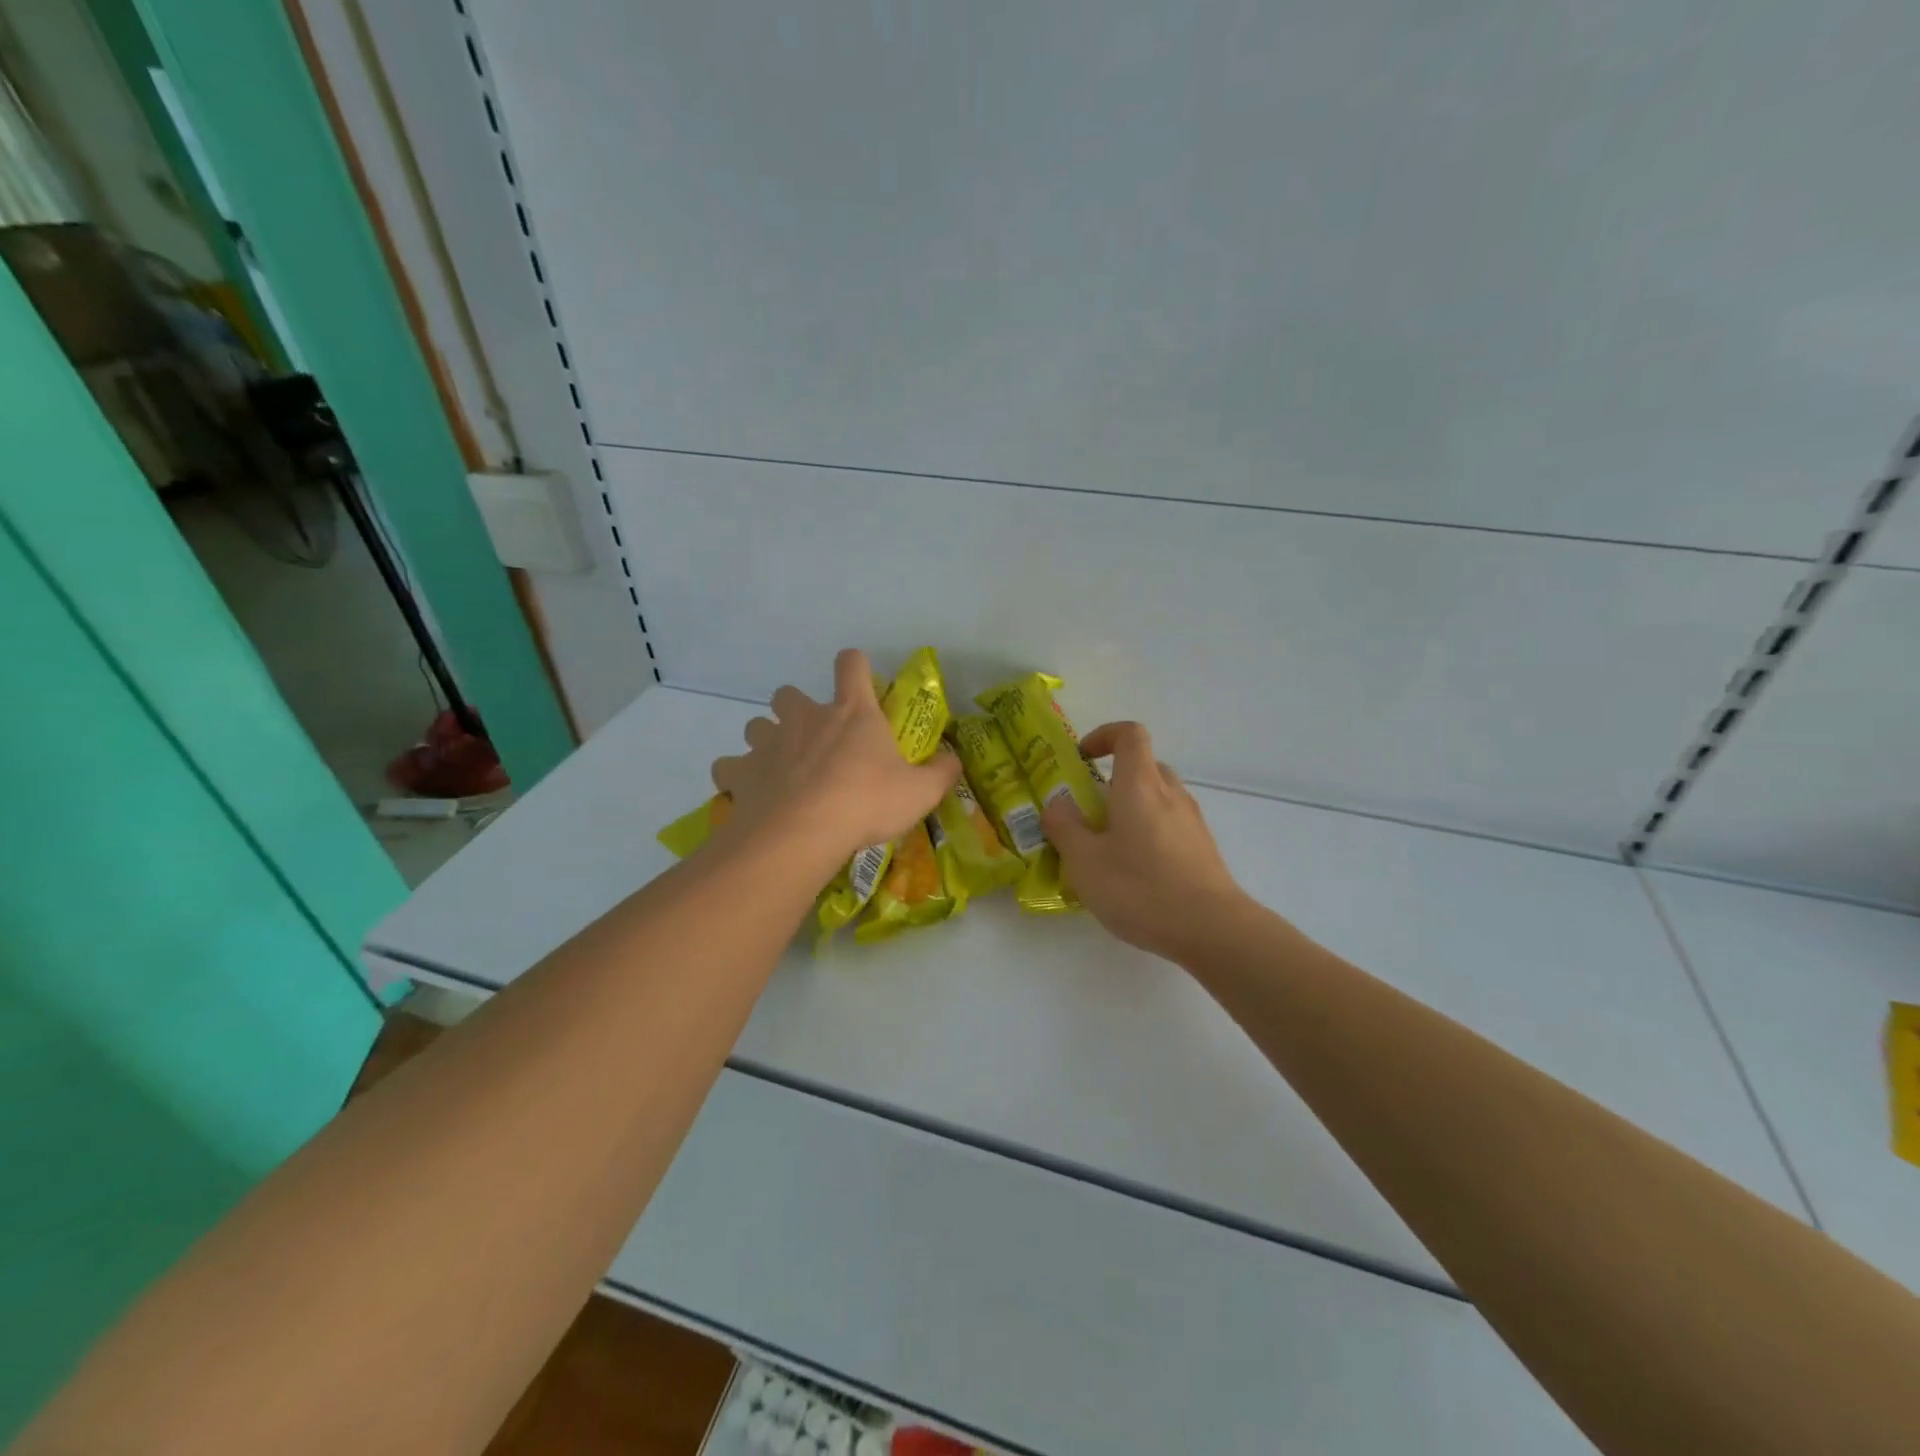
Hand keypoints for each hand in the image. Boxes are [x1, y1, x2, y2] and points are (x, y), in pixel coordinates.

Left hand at [711, 649, 960, 871]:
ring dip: (765, 741)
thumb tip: (954, 760)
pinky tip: (749, 795)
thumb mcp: (920, 792)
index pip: (851, 664)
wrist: (803, 833)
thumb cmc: (866, 803)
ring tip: (779, 768)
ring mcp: (768, 743)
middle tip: (811, 739)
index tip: (858, 681)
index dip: (854, 666)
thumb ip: (941, 773)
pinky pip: (729, 767)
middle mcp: (805, 718)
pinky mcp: (741, 773)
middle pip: (788, 694)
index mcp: (852, 712)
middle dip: (795, 709)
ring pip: (755, 726)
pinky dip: (737, 777)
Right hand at [1042, 721, 1249, 961]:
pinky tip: (1135, 874)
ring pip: (1158, 799)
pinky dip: (1149, 834)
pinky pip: (1170, 826)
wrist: (1212, 929)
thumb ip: (1064, 828)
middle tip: (1088, 812)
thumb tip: (1057, 805)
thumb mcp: (1084, 862)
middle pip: (1144, 767)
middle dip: (1113, 781)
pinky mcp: (1202, 850)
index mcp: (1140, 785)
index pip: (1130, 734)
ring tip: (1108, 849)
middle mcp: (1170, 794)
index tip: (1082, 759)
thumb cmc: (1141, 888)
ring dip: (1131, 810)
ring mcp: (1192, 822)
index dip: (1104, 736)